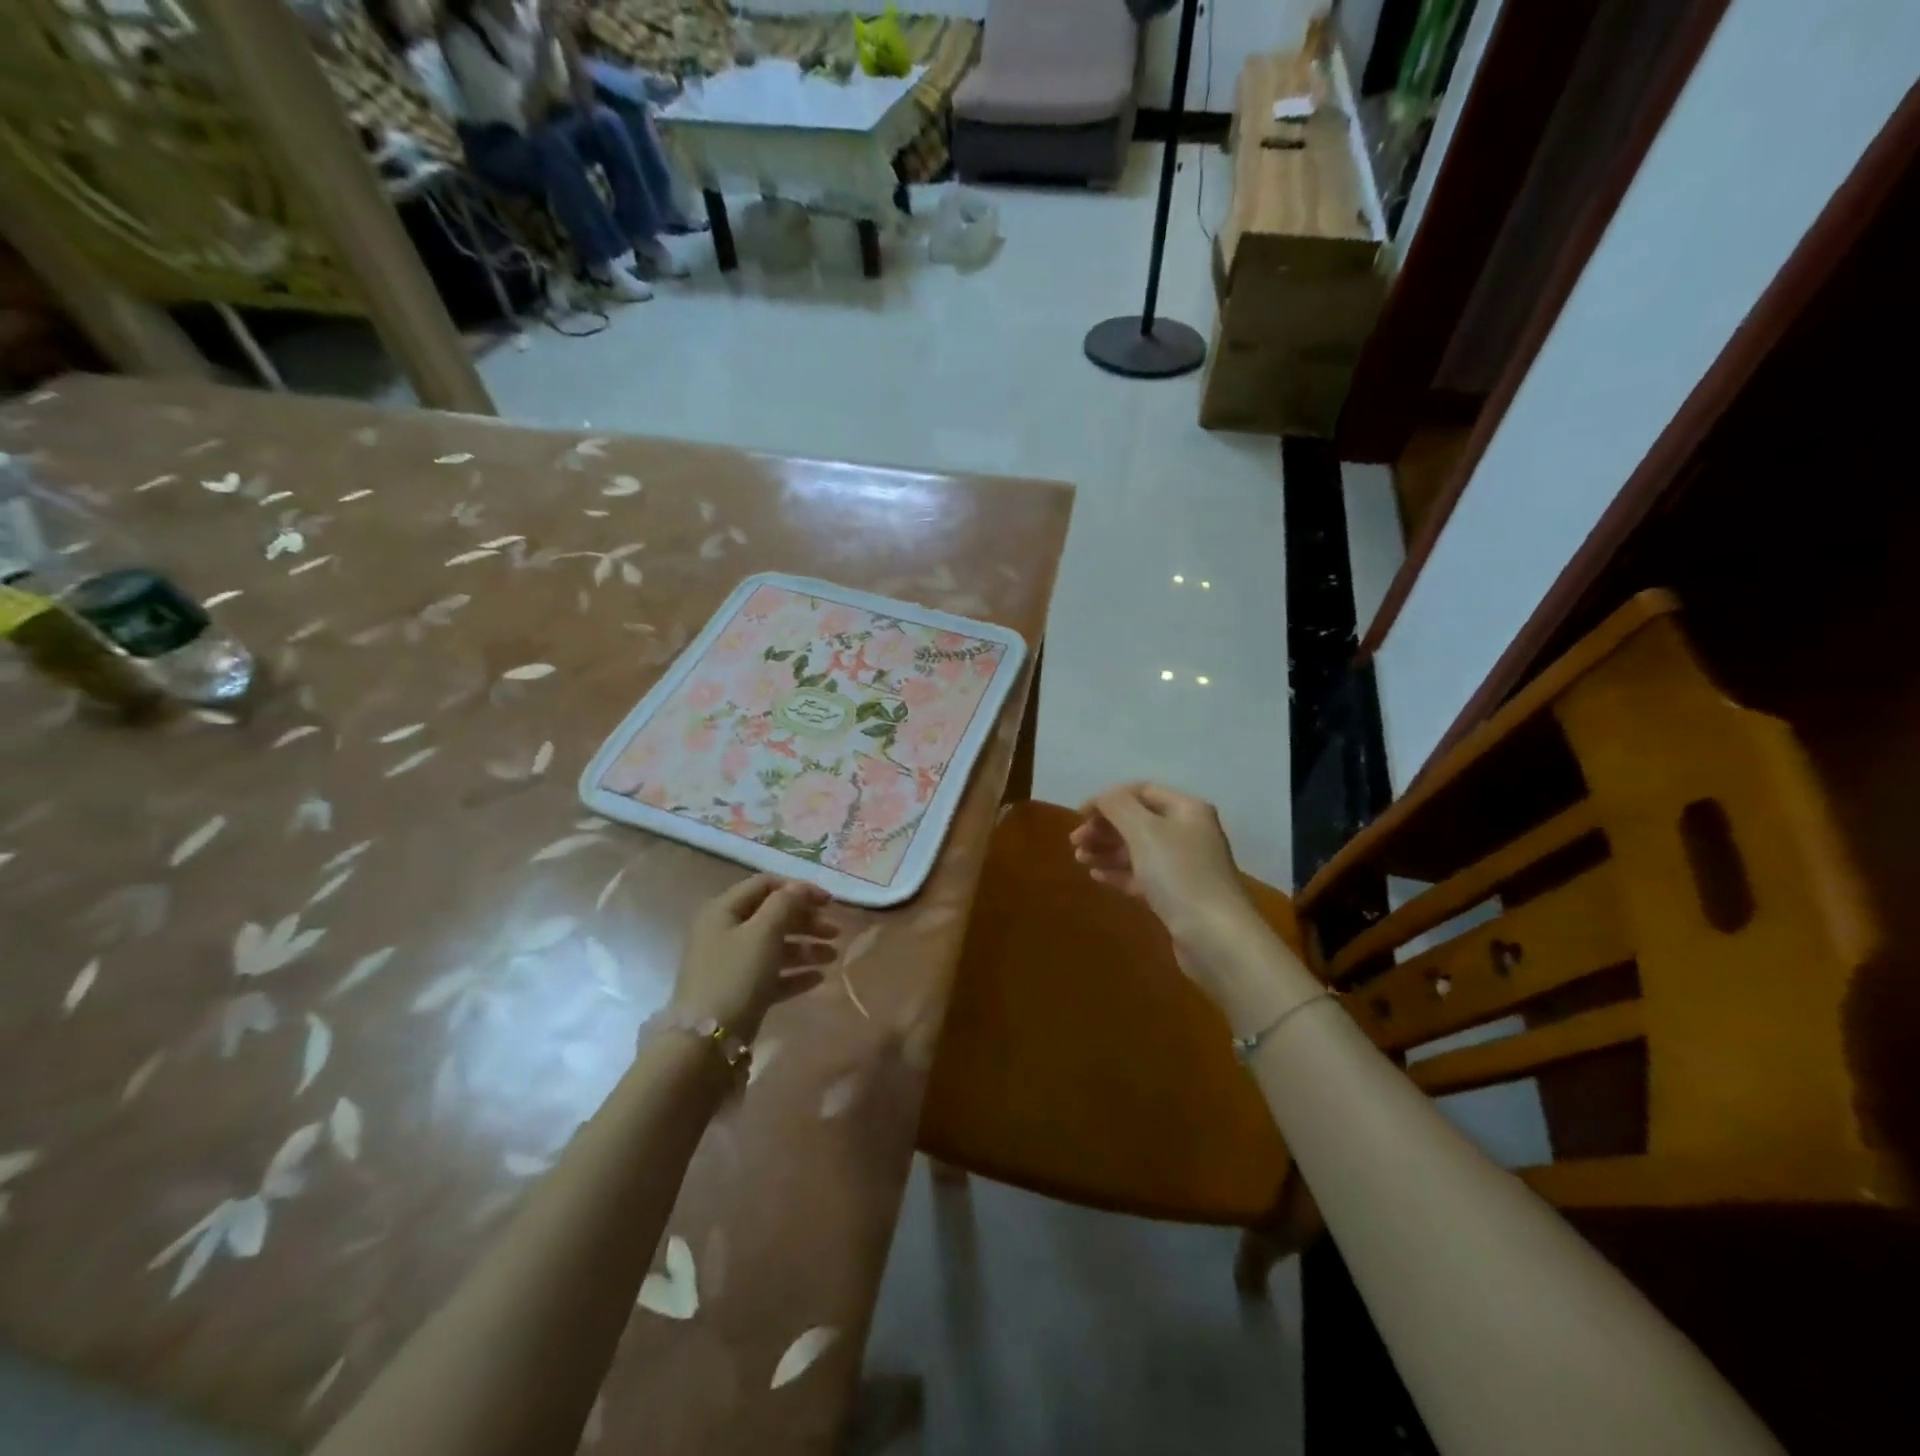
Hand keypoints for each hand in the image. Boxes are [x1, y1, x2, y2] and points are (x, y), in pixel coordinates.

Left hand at [672, 875, 836, 1041]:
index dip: (799, 889)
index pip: (765, 885)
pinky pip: (771, 974)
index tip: (829, 902)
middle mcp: (724, 932)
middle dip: (806, 921)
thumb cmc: (736, 976)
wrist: (706, 1043)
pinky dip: (794, 973)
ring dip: (805, 948)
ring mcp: (730, 964)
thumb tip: (801, 887)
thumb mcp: (764, 932)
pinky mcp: (738, 992)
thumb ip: (786, 903)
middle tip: (835, 932)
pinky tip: (819, 979)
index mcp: (724, 910)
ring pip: (774, 947)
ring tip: (833, 957)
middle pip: (772, 916)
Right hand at [1072, 784, 1280, 1015]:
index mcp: (1186, 809)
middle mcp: (1188, 833)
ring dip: (1107, 850)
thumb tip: (1101, 798)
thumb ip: (1117, 806)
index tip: (1079, 815)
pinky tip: (1096, 875)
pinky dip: (1118, 872)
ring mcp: (1184, 866)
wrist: (1215, 936)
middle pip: (1138, 821)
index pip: (1141, 792)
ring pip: (1138, 849)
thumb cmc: (1178, 874)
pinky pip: (1142, 875)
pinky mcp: (1177, 895)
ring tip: (1079, 859)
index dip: (1108, 799)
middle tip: (1075, 841)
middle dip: (1104, 827)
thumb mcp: (1144, 830)